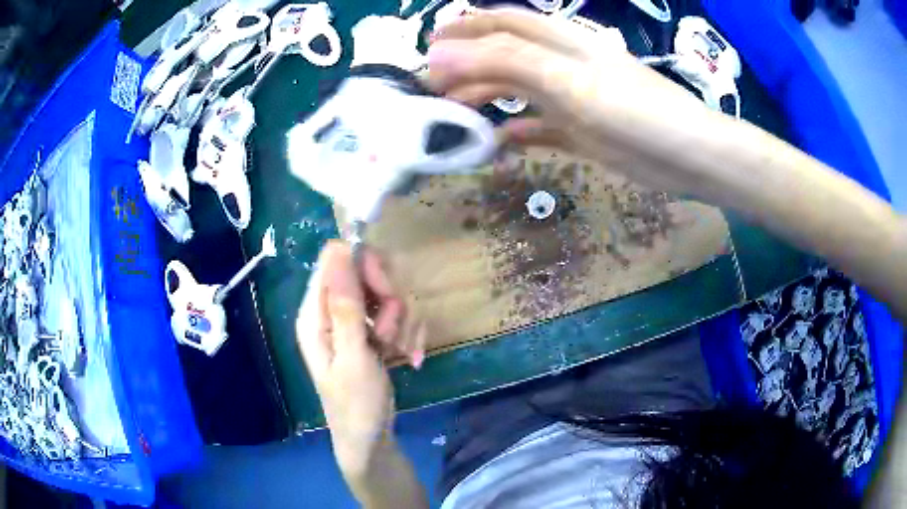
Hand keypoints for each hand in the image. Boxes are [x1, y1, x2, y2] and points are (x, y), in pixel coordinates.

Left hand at [296, 240, 424, 470]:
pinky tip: (408, 355)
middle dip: (387, 299)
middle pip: (364, 273)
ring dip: (400, 321)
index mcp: (314, 313)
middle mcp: (331, 311)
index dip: (364, 268)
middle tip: (391, 330)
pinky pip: (395, 315)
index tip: (385, 291)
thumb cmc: (356, 403)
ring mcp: (352, 322)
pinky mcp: (370, 333)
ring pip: (385, 295)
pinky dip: (406, 333)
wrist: (370, 438)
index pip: (336, 260)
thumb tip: (337, 249)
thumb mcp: (353, 356)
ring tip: (395, 350)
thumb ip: (345, 305)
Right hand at [427, 7, 729, 196]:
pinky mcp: (581, 132)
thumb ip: (507, 62)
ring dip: (486, 101)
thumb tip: (441, 53)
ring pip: (517, 93)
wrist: (689, 157)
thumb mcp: (570, 80)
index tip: (429, 46)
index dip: (466, 27)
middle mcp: (562, 65)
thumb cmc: (635, 111)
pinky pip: (539, 128)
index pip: (504, 23)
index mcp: (560, 43)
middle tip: (431, 94)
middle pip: (504, 58)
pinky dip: (516, 133)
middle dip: (466, 69)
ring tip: (454, 120)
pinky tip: (499, 144)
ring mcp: (572, 100)